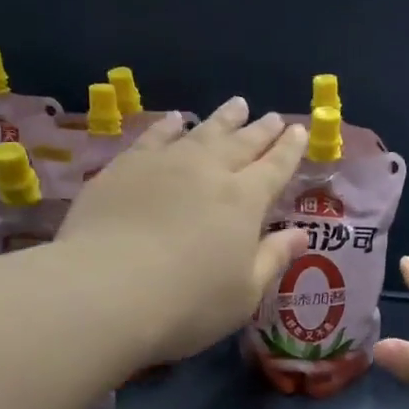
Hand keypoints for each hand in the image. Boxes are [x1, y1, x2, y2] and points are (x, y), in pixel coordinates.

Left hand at [57, 98, 306, 363]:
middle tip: (271, 117)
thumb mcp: (244, 294)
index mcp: (244, 201)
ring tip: (236, 105)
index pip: (274, 168)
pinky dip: (169, 126)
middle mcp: (208, 172)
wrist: (106, 290)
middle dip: (260, 131)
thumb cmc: (187, 303)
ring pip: (201, 132)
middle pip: (241, 144)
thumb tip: (301, 235)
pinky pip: (154, 137)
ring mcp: (164, 164)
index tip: (299, 132)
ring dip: (223, 119)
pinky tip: (175, 120)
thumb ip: (273, 259)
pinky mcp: (124, 168)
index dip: (289, 150)